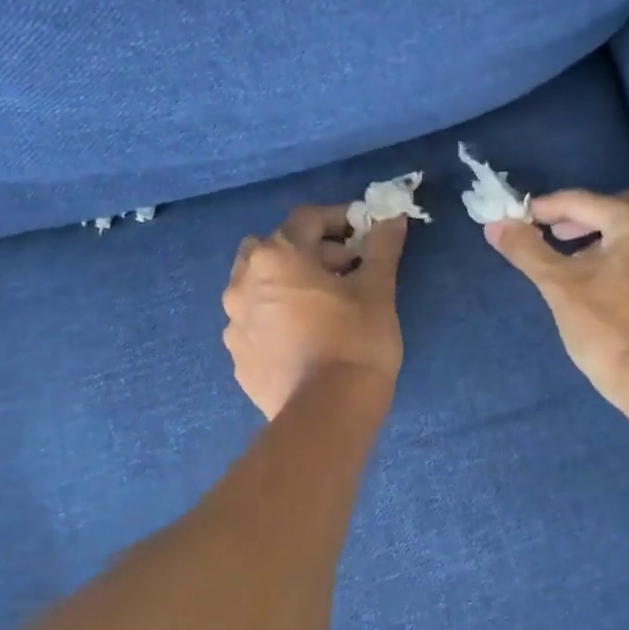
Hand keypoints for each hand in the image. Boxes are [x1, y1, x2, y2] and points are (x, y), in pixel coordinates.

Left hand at [224, 205, 408, 418]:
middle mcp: (243, 283)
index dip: (340, 219)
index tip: (365, 232)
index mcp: (276, 256)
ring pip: (259, 287)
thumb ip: (382, 247)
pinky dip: (277, 320)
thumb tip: (393, 216)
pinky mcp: (238, 358)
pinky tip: (304, 339)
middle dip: (308, 251)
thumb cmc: (356, 341)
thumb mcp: (377, 290)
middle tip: (343, 270)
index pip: (307, 218)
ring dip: (288, 285)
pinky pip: (257, 323)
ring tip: (322, 306)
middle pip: (274, 249)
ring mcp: (234, 323)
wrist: (327, 413)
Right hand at [485, 189, 628, 412]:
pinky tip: (597, 277)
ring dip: (598, 234)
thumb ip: (527, 250)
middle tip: (550, 233)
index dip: (544, 208)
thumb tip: (496, 225)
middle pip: (615, 206)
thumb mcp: (558, 286)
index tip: (515, 217)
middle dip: (579, 216)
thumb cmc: (606, 329)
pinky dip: (618, 252)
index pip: (582, 201)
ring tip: (569, 256)